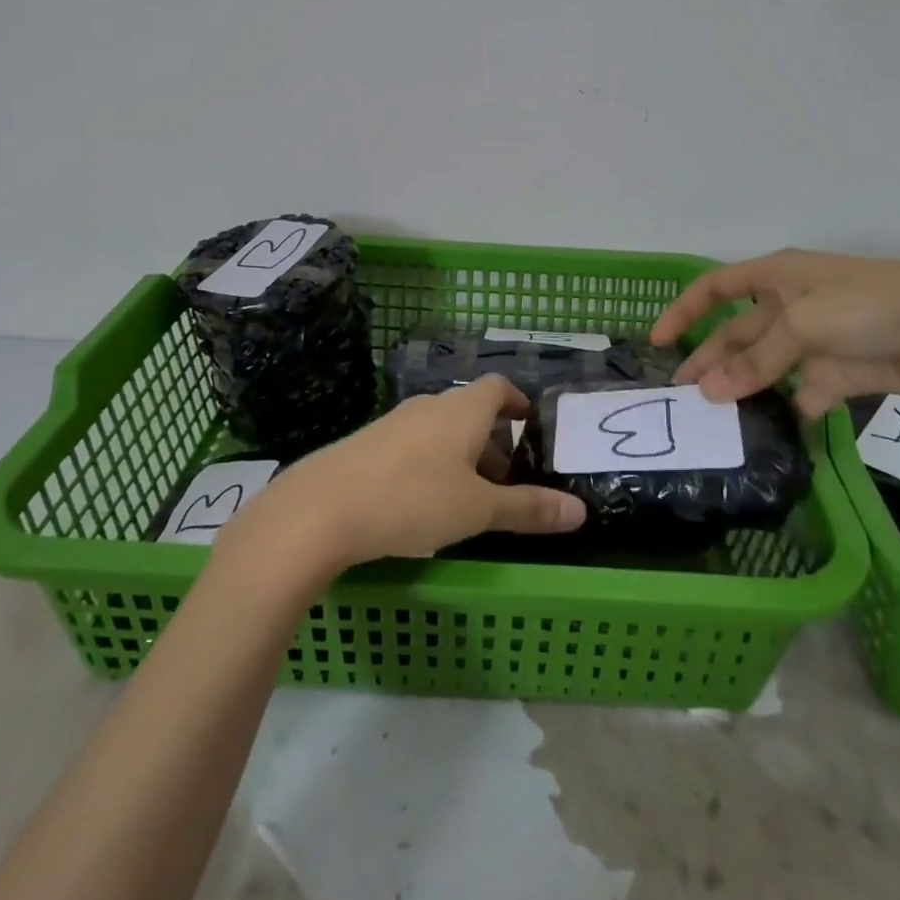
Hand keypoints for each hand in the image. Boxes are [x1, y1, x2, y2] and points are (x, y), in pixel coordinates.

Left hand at [220, 376, 586, 571]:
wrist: (319, 509)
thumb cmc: (412, 500)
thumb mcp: (477, 510)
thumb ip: (528, 509)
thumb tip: (581, 512)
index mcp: (463, 410)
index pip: (499, 387)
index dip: (517, 401)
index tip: (530, 423)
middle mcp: (430, 405)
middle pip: (470, 410)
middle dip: (492, 440)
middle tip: (505, 479)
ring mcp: (394, 422)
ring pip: (439, 428)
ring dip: (460, 453)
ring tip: (466, 496)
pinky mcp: (366, 443)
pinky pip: (411, 443)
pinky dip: (429, 462)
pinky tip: (420, 501)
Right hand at [651, 250, 899, 420]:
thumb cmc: (868, 304)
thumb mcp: (806, 324)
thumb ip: (757, 360)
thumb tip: (710, 392)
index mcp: (776, 278)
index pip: (716, 288)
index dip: (684, 311)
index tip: (657, 342)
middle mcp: (787, 307)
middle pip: (736, 335)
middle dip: (708, 362)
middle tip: (680, 399)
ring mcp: (812, 342)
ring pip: (764, 369)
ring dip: (741, 392)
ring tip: (713, 423)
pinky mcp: (836, 374)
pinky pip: (799, 395)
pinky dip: (784, 413)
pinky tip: (764, 436)